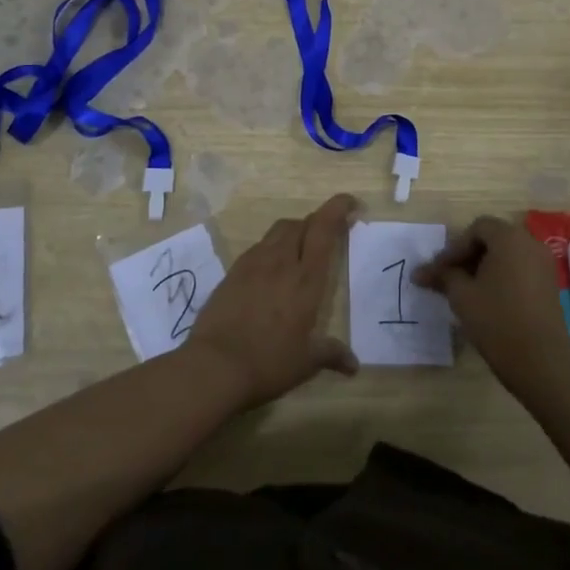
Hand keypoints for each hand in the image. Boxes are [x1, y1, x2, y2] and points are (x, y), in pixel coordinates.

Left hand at [186, 194, 359, 408]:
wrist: (214, 366)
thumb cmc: (268, 362)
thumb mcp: (306, 362)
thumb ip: (331, 354)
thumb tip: (354, 364)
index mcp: (306, 278)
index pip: (324, 228)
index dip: (338, 208)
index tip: (351, 203)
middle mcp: (281, 262)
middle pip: (300, 223)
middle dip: (317, 223)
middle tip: (327, 236)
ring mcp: (253, 263)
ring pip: (277, 231)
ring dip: (293, 233)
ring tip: (299, 252)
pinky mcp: (232, 272)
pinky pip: (258, 248)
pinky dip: (271, 249)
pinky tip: (270, 272)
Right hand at [415, 216, 569, 392]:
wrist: (541, 361)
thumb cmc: (497, 320)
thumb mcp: (462, 295)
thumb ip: (442, 276)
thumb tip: (419, 272)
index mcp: (510, 238)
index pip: (477, 228)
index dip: (454, 247)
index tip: (439, 271)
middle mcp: (531, 244)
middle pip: (493, 239)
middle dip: (467, 256)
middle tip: (448, 278)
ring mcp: (544, 266)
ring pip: (507, 256)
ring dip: (482, 268)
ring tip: (464, 291)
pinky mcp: (549, 286)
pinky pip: (520, 270)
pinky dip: (500, 278)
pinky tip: (486, 300)